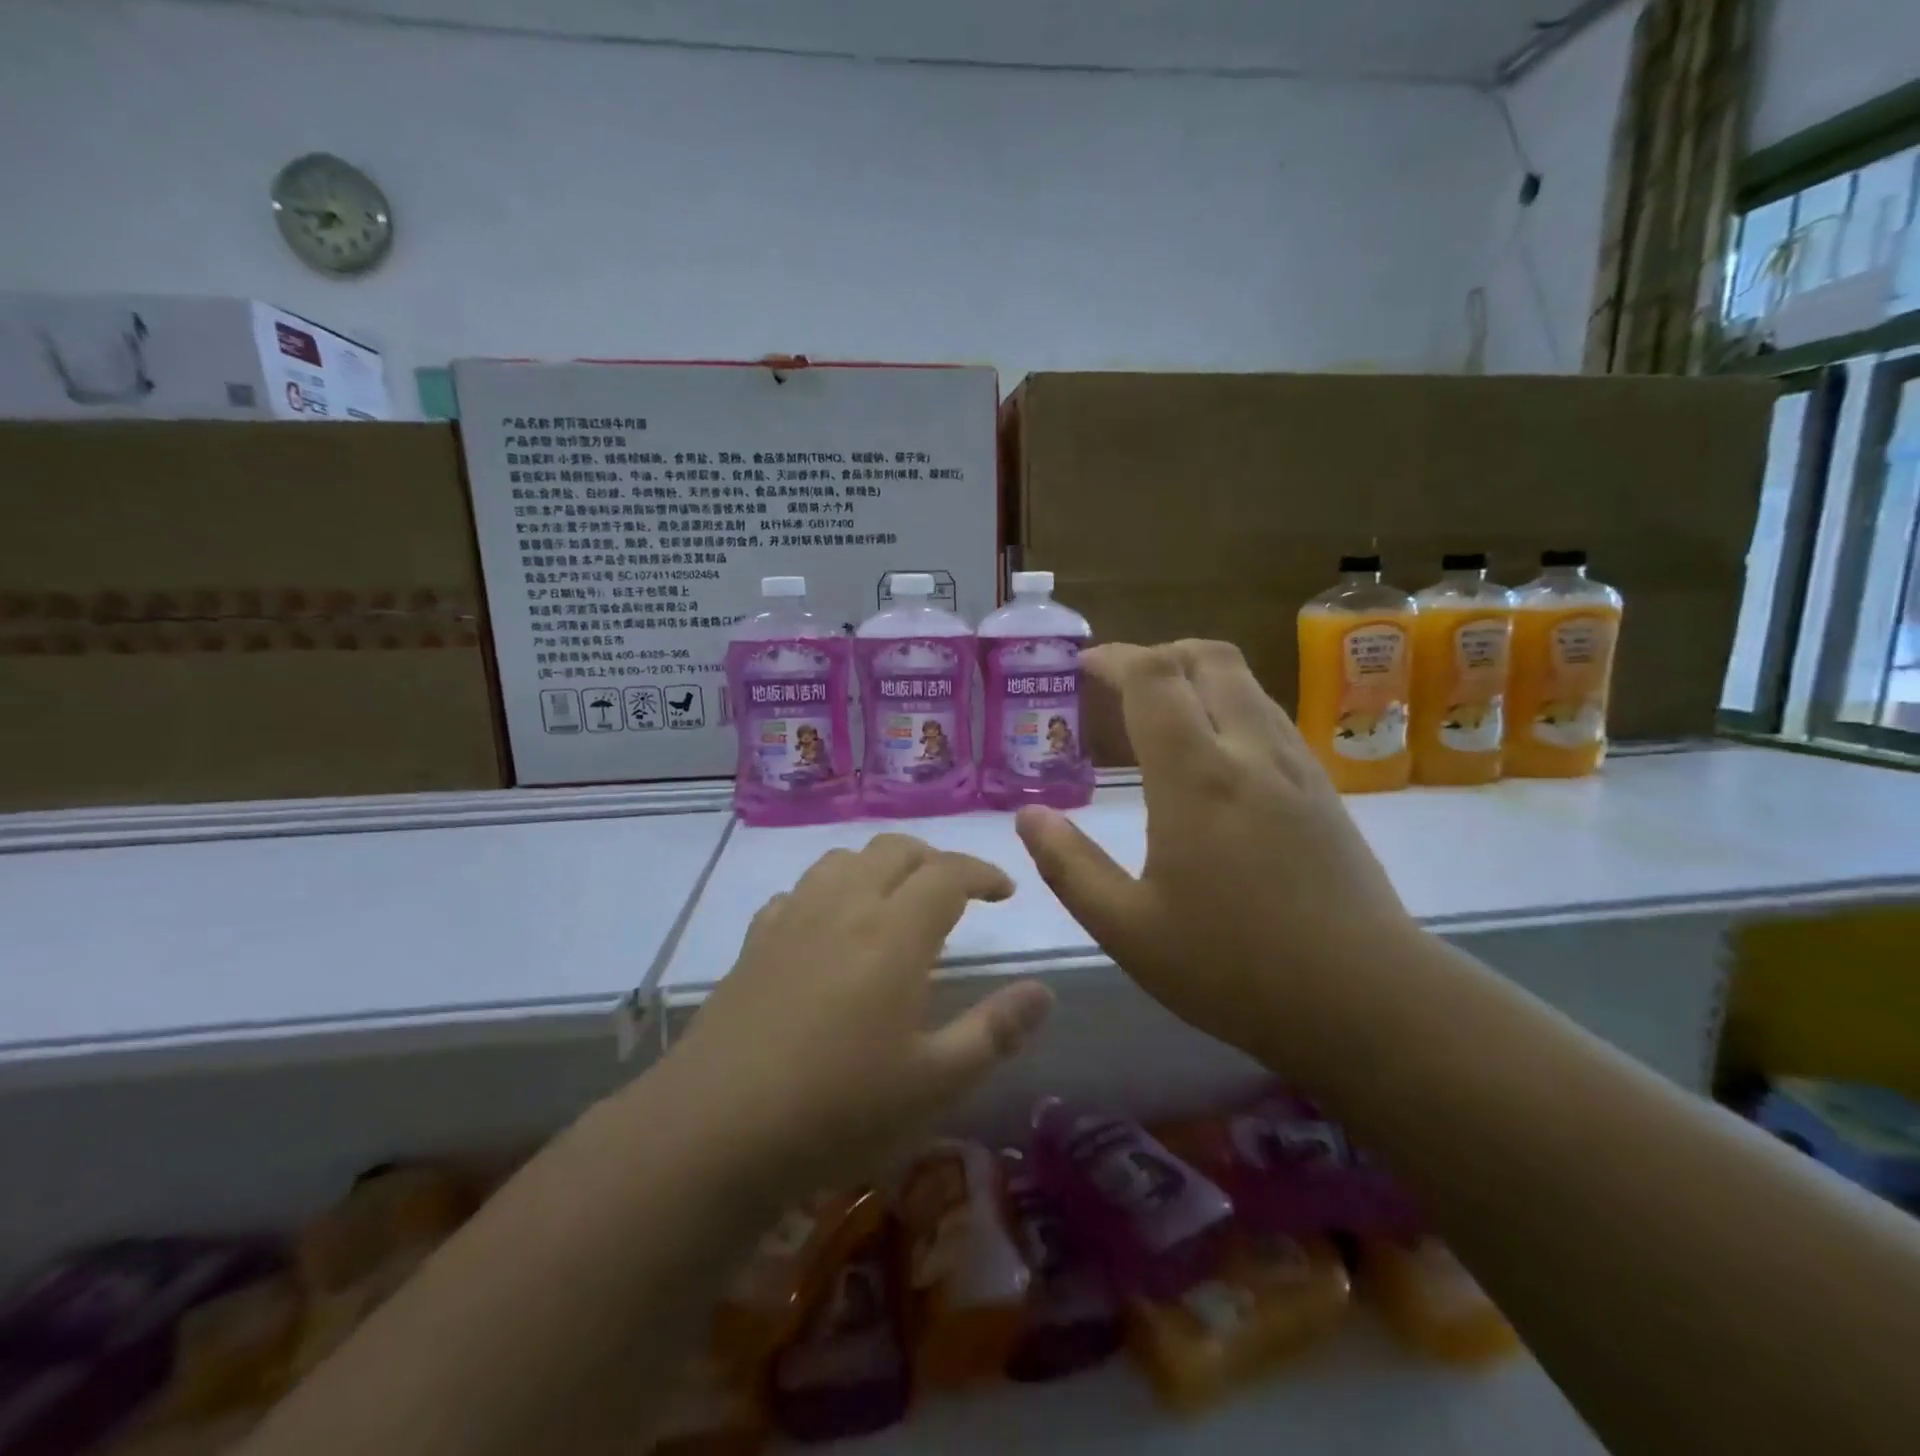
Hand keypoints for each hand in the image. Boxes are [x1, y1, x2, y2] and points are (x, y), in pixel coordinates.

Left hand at [669, 834, 1053, 1198]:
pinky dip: (830, 891)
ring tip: (896, 901)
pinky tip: (830, 928)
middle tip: (956, 894)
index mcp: (894, 932)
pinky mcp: (755, 940)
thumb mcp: (935, 1083)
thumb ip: (995, 1031)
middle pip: (895, 850)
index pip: (948, 872)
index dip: (982, 872)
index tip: (1004, 891)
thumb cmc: (838, 1108)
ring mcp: (793, 918)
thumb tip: (1043, 991)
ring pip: (844, 859)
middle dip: (934, 860)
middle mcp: (845, 906)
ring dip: (880, 866)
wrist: (715, 1130)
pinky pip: (801, 891)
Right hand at [1015, 640, 1420, 1077]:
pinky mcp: (1322, 788)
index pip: (1154, 678)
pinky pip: (1268, 715)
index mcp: (1196, 778)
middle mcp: (1250, 753)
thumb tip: (1029, 816)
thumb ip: (1070, 867)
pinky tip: (1212, 757)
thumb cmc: (1235, 968)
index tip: (1082, 668)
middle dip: (1157, 655)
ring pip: (1245, 683)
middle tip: (1119, 687)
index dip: (1114, 658)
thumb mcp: (1129, 930)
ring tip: (1159, 717)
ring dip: (1196, 677)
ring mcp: (1295, 766)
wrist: (1369, 1001)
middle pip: (1208, 658)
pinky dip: (1229, 705)